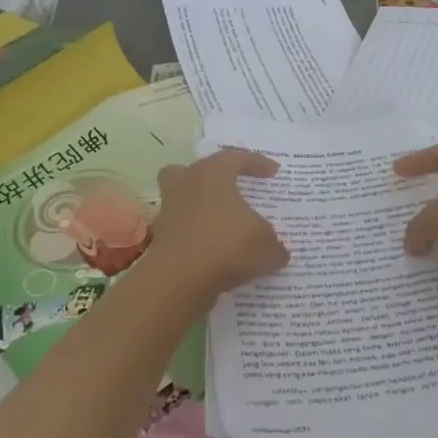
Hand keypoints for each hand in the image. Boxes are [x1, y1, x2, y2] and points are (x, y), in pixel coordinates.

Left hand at [150, 149, 289, 303]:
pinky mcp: (160, 239)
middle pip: (194, 171)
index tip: (273, 172)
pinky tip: (215, 254)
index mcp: (211, 175)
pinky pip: (182, 230)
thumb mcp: (266, 245)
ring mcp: (169, 213)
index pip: (235, 157)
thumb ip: (274, 245)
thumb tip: (277, 251)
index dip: (256, 162)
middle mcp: (186, 186)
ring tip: (222, 224)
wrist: (179, 280)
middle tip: (230, 188)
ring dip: (201, 209)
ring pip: (182, 200)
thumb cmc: (226, 246)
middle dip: (212, 178)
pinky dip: (197, 238)